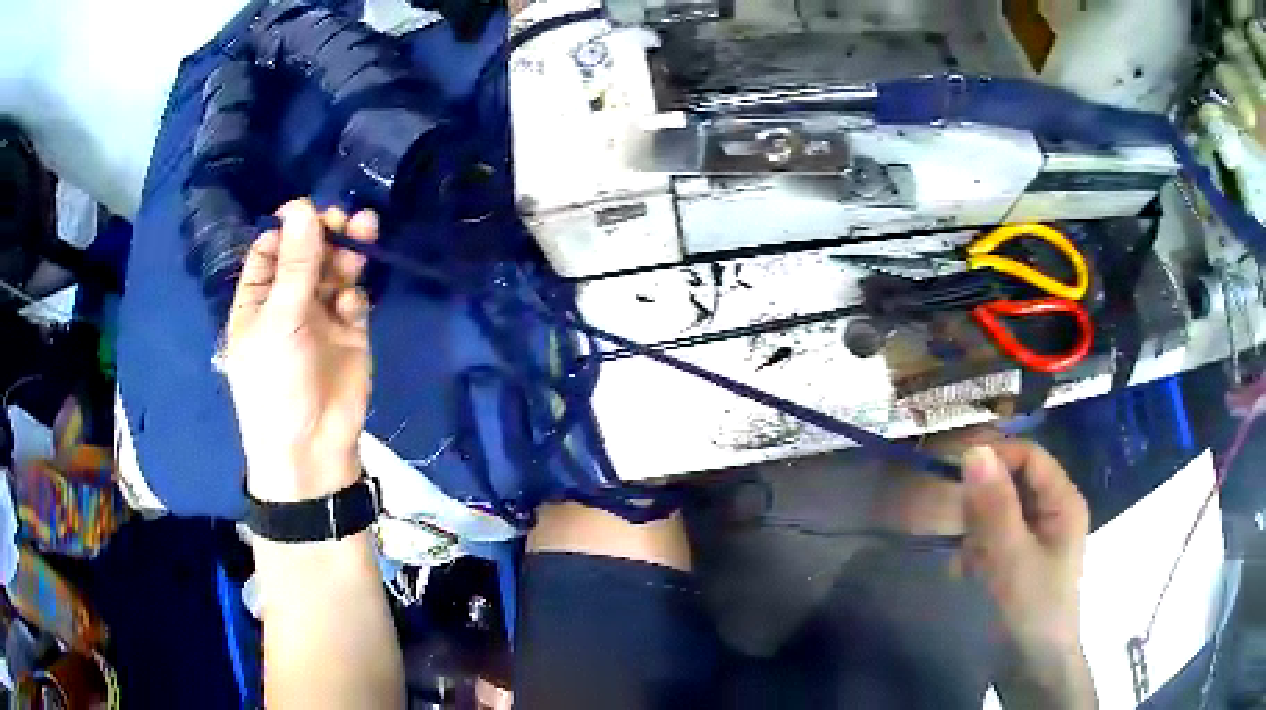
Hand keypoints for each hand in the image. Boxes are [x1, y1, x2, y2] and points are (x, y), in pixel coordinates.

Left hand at [221, 199, 377, 501]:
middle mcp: (289, 303)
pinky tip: (351, 305)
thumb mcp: (279, 321)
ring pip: (335, 271)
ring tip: (364, 229)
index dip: (289, 227)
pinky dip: (354, 294)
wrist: (311, 449)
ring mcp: (321, 317)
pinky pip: (354, 300)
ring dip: (347, 252)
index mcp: (258, 300)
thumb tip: (304, 205)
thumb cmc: (276, 385)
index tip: (308, 210)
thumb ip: (296, 264)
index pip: (271, 249)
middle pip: (308, 254)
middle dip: (324, 234)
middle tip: (343, 218)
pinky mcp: (351, 334)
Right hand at [960, 442, 1095, 707]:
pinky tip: (964, 572)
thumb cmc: (1031, 610)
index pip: (1028, 456)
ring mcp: (1036, 537)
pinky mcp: (1020, 559)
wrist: (1032, 669)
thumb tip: (974, 449)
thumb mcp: (1012, 558)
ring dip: (976, 530)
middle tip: (956, 525)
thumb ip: (995, 506)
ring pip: (999, 511)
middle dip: (982, 501)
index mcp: (1062, 501)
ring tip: (964, 559)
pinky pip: (994, 537)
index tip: (955, 472)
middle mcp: (1052, 511)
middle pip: (1013, 482)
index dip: (995, 458)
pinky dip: (976, 550)